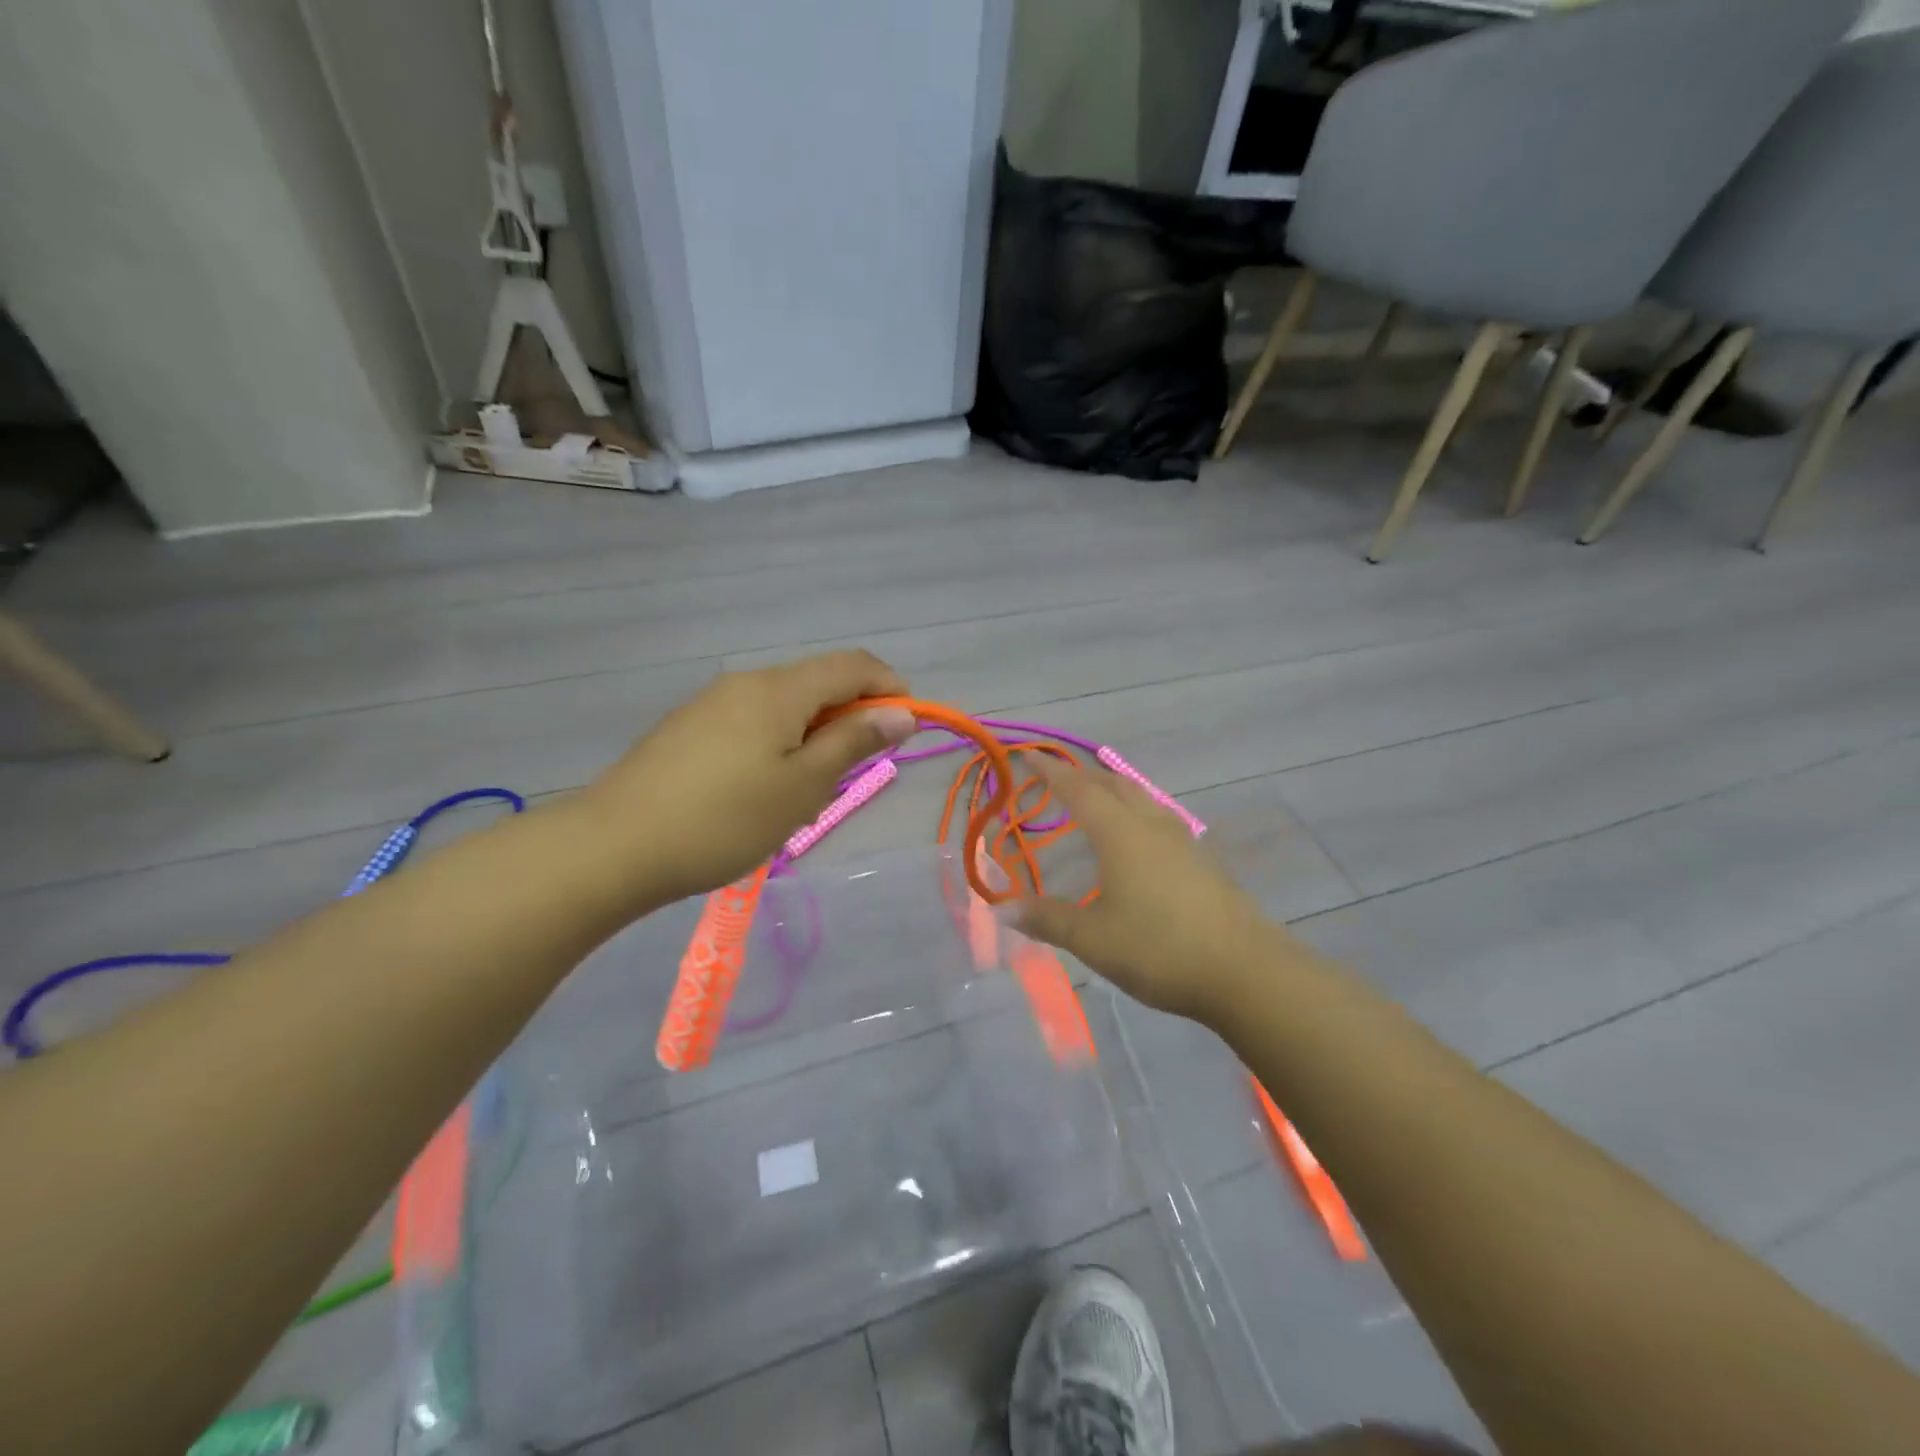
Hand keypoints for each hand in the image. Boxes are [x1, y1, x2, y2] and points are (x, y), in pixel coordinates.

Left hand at [585, 650, 916, 905]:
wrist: (613, 847)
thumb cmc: (724, 819)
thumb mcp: (802, 785)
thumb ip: (853, 742)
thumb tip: (900, 713)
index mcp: (780, 689)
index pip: (853, 665)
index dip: (890, 687)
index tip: (908, 728)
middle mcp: (746, 683)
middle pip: (818, 682)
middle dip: (851, 718)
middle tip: (854, 774)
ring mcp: (712, 704)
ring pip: (784, 706)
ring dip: (814, 736)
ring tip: (808, 793)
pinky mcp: (688, 728)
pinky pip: (752, 723)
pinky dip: (779, 744)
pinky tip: (763, 791)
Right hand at [1014, 762, 1292, 1024]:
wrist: (1245, 970)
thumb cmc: (1160, 949)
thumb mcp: (1093, 939)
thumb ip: (1048, 919)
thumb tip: (1004, 907)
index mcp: (1120, 834)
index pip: (1078, 790)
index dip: (1050, 771)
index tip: (1028, 754)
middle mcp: (1150, 825)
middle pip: (1113, 784)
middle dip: (1082, 775)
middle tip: (1057, 777)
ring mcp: (1182, 840)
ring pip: (1141, 797)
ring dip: (1113, 789)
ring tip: (1096, 797)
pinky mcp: (1202, 859)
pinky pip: (1158, 816)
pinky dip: (1135, 810)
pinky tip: (1137, 836)